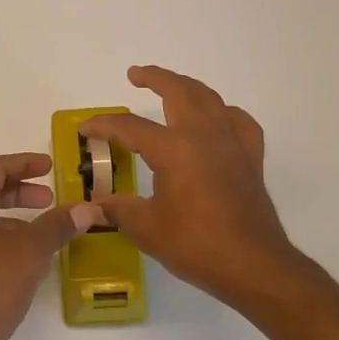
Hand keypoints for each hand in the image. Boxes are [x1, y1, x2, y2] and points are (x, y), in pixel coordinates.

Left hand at [0, 153, 94, 339]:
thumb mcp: (31, 250)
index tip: (50, 167)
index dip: (24, 163)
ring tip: (43, 230)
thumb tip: (87, 208)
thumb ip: (58, 225)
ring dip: (12, 217)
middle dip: (19, 191)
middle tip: (49, 200)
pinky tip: (25, 259)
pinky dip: (1, 238)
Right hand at [82, 65, 315, 310]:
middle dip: (155, 77)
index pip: (129, 126)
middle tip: (135, 74)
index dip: (103, 125)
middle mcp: (203, 135)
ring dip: (187, 87)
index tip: (85, 129)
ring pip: (209, 98)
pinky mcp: (250, 157)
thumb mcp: (146, 229)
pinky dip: (223, 112)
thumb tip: (95, 204)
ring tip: (172, 88)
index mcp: (173, 148)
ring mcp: (231, 143)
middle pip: (178, 91)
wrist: (253, 265)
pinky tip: (217, 119)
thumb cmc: (196, 245)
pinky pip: (238, 121)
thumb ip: (118, 209)